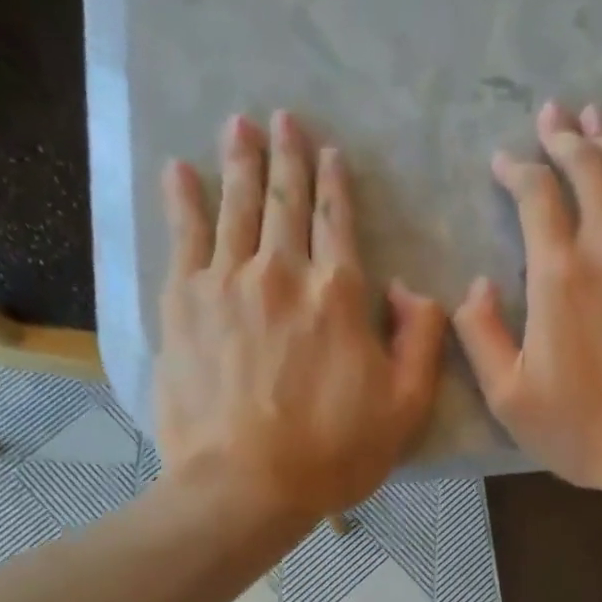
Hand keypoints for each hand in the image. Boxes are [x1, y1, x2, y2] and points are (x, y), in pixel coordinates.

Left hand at [155, 111, 445, 522]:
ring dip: (240, 162)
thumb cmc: (336, 452)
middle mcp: (283, 273)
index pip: (339, 224)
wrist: (248, 484)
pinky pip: (182, 236)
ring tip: (239, 125)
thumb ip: (421, 340)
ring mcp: (227, 283)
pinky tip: (180, 171)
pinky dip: (182, 199)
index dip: (336, 185)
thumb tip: (408, 290)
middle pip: (286, 202)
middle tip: (282, 118)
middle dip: (287, 156)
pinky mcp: (182, 303)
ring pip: (235, 207)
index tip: (330, 152)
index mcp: (340, 297)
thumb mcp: (407, 407)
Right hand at [452, 101, 601, 492]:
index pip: (535, 194)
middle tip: (554, 119)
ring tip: (601, 120)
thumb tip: (477, 286)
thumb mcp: (509, 398)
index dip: (517, 169)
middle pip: (589, 167)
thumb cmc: (584, 432)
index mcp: (559, 274)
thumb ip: (479, 335)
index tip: (505, 164)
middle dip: (565, 137)